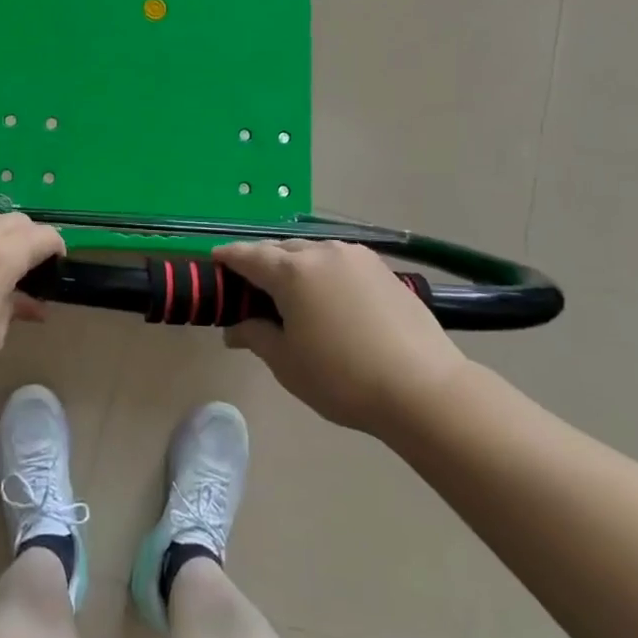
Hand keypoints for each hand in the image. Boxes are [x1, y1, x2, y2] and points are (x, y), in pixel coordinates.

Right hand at [217, 240, 469, 437]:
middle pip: (281, 249)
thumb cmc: (343, 378)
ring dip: (295, 265)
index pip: (248, 256)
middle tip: (251, 287)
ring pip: (313, 252)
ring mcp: (357, 257)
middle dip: (262, 262)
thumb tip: (235, 328)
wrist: (423, 388)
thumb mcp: (287, 363)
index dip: (228, 257)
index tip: (214, 259)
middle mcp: (322, 252)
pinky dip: (324, 272)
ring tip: (291, 293)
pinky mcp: (383, 269)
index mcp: (292, 271)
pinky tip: (328, 297)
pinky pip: (339, 262)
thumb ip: (256, 336)